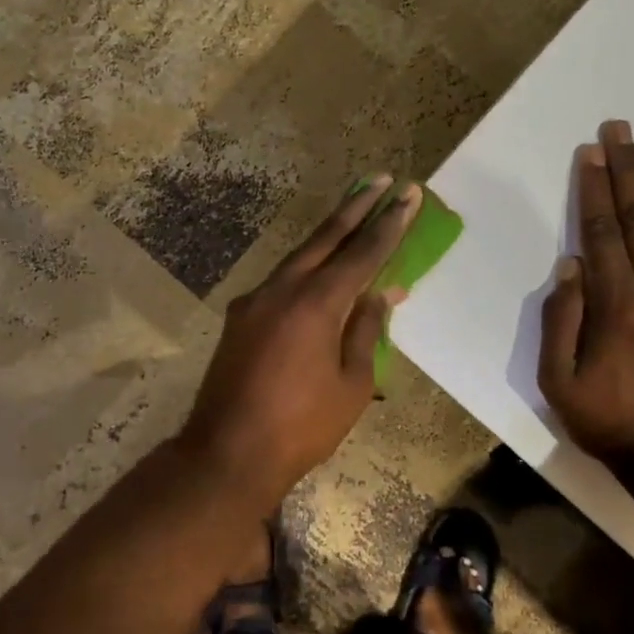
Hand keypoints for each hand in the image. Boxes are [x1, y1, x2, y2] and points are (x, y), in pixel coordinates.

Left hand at [182, 176, 420, 500]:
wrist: (226, 454)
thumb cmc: (302, 426)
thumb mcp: (353, 384)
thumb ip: (367, 330)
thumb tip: (383, 293)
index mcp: (317, 303)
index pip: (363, 253)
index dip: (389, 223)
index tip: (408, 194)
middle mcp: (283, 288)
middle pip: (326, 236)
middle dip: (356, 206)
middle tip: (381, 180)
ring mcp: (256, 299)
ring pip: (300, 254)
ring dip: (330, 232)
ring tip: (355, 212)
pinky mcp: (241, 316)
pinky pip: (282, 280)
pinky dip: (307, 266)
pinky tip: (318, 271)